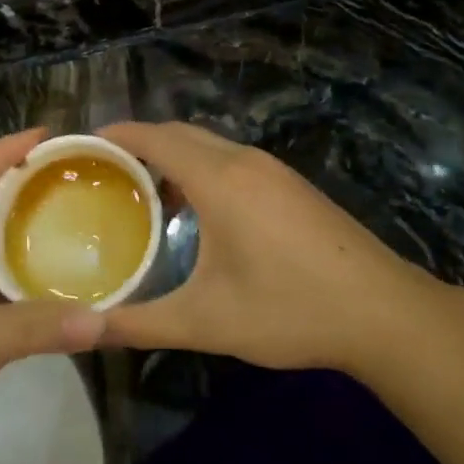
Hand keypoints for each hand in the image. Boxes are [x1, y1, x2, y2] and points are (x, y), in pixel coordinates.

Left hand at [0, 130, 105, 463]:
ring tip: (79, 231)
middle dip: (24, 194)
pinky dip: (30, 295)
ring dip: (30, 246)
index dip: (1, 153)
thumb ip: (34, 328)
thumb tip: (103, 319)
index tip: (45, 137)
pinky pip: (0, 302)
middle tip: (75, 184)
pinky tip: (64, 296)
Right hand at [96, 122, 444, 372]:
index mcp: (219, 179)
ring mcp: (273, 170)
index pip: (154, 137)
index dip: (114, 135)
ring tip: (141, 191)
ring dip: (172, 156)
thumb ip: (140, 323)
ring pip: (209, 145)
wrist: (384, 312)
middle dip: (139, 143)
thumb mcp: (207, 321)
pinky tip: (196, 210)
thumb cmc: (290, 308)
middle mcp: (244, 161)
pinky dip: (200, 168)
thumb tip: (85, 330)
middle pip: (180, 133)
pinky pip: (232, 160)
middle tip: (102, 172)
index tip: (79, 146)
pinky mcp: (292, 185)